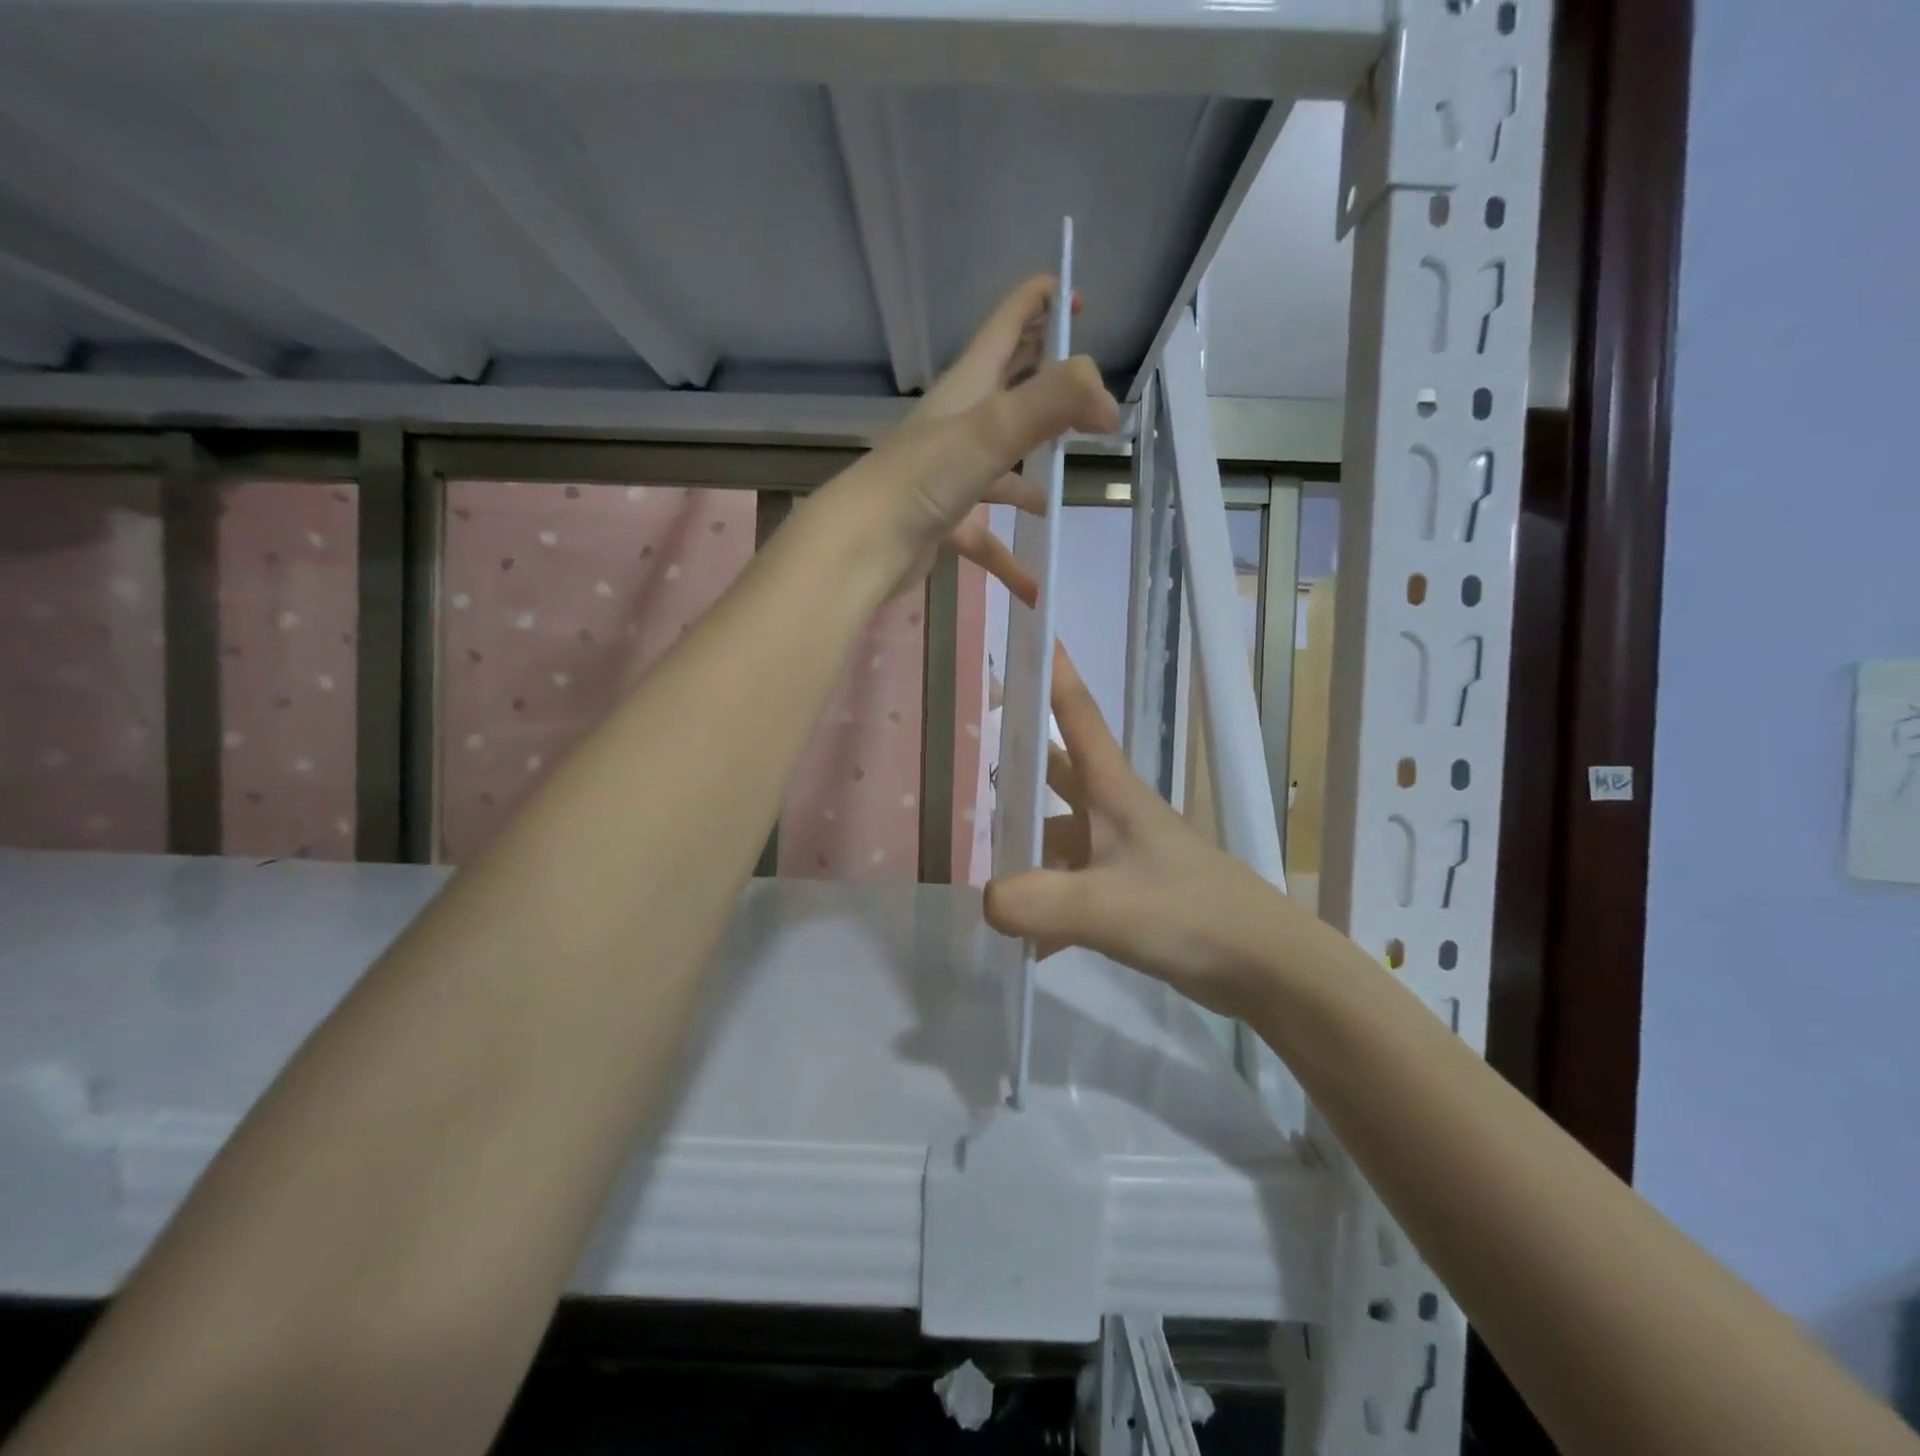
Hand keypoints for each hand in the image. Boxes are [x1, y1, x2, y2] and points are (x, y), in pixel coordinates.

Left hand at [822, 277, 1118, 594]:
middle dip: (1042, 381)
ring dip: (1027, 479)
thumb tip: (1108, 402)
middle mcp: (957, 425)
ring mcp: (947, 476)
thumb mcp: (992, 430)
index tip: (1079, 299)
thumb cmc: (923, 478)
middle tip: (1081, 384)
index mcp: (967, 387)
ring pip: (998, 470)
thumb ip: (1053, 403)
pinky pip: (985, 537)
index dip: (1040, 302)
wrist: (861, 546)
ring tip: (1056, 497)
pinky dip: (1008, 559)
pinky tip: (1034, 587)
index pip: (1006, 325)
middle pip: (1006, 390)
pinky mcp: (940, 521)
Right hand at [982, 643, 1303, 1020]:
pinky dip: (1049, 905)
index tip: (1030, 620)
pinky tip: (1027, 941)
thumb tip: (983, 899)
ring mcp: (1122, 851)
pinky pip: (1073, 885)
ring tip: (978, 863)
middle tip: (971, 741)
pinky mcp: (1128, 891)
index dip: (1052, 666)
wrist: (1263, 964)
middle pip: (1058, 768)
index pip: (1076, 710)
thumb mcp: (1105, 906)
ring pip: (1060, 832)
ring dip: (1026, 845)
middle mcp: (1114, 809)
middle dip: (1020, 753)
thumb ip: (1037, 902)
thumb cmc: (1188, 913)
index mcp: (1112, 788)